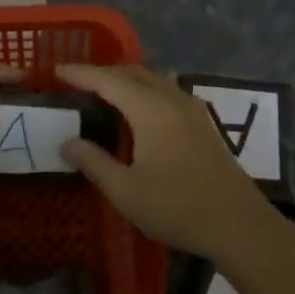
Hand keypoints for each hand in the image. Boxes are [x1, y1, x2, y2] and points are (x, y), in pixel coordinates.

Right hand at [57, 63, 276, 262]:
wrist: (237, 223)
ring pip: (153, 79)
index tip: (57, 70)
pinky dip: (146, 89)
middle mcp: (171, 99)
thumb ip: (94, 163)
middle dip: (103, 72)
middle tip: (77, 81)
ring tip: (105, 90)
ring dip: (127, 78)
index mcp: (150, 110)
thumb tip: (67, 142)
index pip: (108, 80)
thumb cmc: (177, 207)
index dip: (81, 73)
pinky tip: (142, 106)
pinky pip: (168, 90)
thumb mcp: (126, 191)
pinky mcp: (203, 122)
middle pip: (133, 73)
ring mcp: (192, 109)